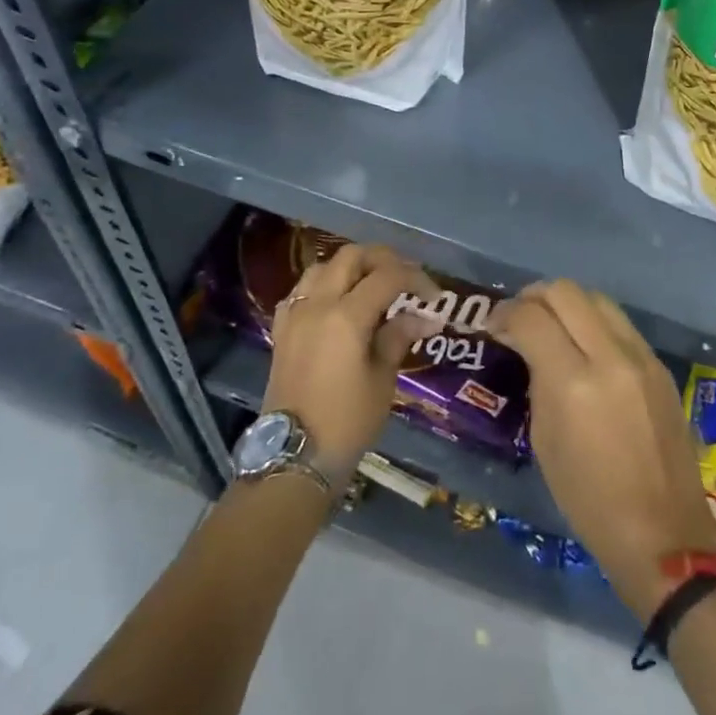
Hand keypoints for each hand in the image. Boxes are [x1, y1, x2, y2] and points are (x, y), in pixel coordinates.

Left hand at [262, 242, 439, 486]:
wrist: (294, 458)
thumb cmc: (346, 422)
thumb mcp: (382, 380)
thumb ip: (399, 337)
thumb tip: (426, 315)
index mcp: (346, 316)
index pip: (387, 276)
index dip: (415, 278)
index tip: (434, 295)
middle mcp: (317, 304)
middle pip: (351, 256)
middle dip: (382, 259)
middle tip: (405, 278)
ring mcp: (295, 315)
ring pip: (323, 267)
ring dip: (351, 268)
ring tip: (372, 286)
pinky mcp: (282, 330)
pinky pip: (302, 290)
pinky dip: (324, 286)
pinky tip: (337, 303)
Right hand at [490, 280, 715, 620]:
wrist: (664, 534)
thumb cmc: (590, 501)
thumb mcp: (545, 441)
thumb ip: (538, 381)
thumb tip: (531, 348)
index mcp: (574, 383)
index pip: (532, 317)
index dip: (506, 313)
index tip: (494, 325)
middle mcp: (610, 357)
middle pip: (566, 291)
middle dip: (534, 296)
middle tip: (520, 317)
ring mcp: (641, 357)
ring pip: (597, 298)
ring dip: (567, 303)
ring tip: (552, 324)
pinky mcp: (659, 365)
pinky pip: (620, 323)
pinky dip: (594, 322)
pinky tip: (584, 345)